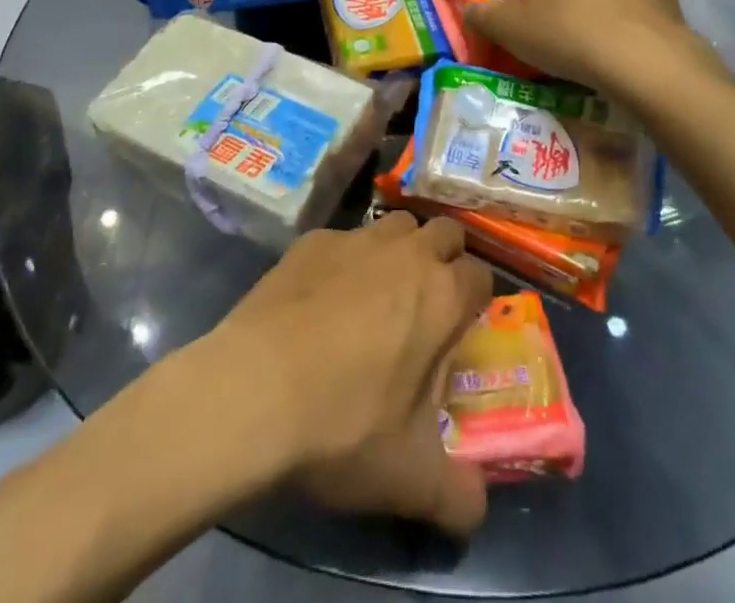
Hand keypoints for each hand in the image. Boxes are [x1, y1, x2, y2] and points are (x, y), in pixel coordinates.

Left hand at [203, 214, 493, 535]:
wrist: (253, 389)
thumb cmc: (344, 425)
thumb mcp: (410, 478)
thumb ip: (458, 495)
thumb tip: (477, 509)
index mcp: (442, 296)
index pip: (481, 274)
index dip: (475, 298)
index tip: (461, 326)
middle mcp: (406, 252)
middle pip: (444, 232)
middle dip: (445, 258)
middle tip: (427, 301)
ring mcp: (356, 239)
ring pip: (396, 225)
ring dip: (400, 249)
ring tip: (380, 292)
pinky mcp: (312, 240)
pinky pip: (344, 238)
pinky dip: (346, 260)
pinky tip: (323, 297)